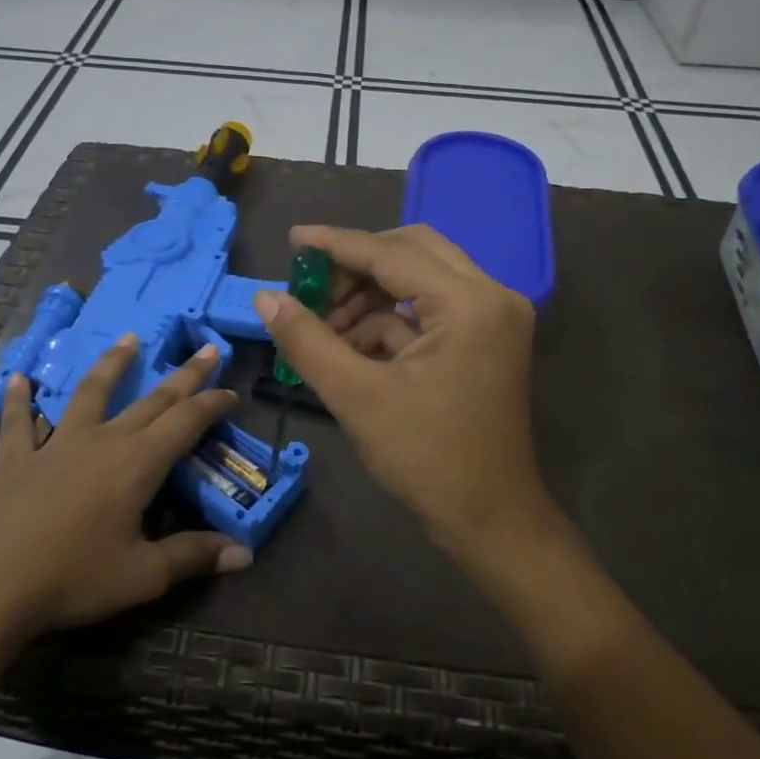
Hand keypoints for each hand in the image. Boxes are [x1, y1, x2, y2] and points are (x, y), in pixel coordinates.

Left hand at [0, 337, 252, 649]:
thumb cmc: (71, 579)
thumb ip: (192, 557)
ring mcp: (55, 445)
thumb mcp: (142, 576)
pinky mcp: (14, 460)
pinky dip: (19, 400)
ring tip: (128, 339)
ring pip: (90, 394)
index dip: (211, 404)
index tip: (231, 390)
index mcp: (137, 465)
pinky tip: (18, 379)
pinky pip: (18, 423)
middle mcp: (101, 442)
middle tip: (206, 348)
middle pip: (151, 401)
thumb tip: (245, 554)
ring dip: (112, 365)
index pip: (185, 423)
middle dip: (183, 376)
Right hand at [253, 224, 555, 561]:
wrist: (489, 518)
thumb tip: (266, 298)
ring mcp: (493, 318)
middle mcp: (491, 296)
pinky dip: (388, 322)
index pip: (392, 253)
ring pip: (420, 279)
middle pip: (412, 252)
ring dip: (369, 297)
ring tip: (324, 330)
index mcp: (469, 303)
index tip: (293, 240)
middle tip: (311, 291)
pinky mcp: (486, 339)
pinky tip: (350, 348)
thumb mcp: (356, 397)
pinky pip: (429, 310)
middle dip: (356, 268)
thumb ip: (308, 341)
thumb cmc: (427, 459)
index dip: (337, 245)